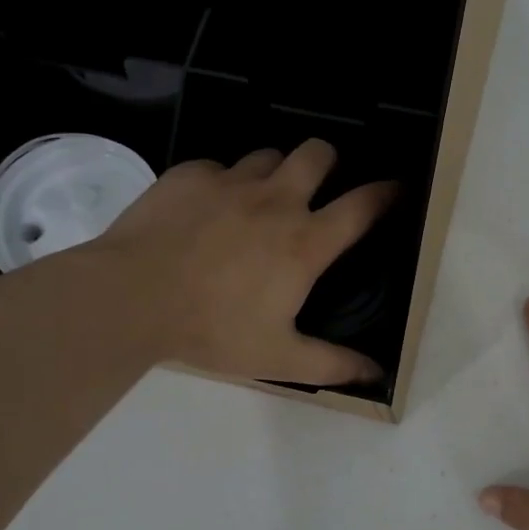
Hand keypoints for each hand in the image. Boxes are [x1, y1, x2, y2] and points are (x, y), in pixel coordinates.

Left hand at [90, 140, 394, 385]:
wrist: (129, 298)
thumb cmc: (211, 329)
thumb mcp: (278, 358)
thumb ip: (332, 365)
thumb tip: (376, 375)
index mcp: (304, 242)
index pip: (363, 206)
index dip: (388, 193)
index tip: (398, 189)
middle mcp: (276, 200)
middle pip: (318, 153)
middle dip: (329, 161)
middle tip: (318, 185)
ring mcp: (230, 181)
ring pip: (268, 155)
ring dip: (274, 172)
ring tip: (260, 199)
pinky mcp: (189, 175)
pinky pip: (217, 167)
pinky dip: (221, 183)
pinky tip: (205, 210)